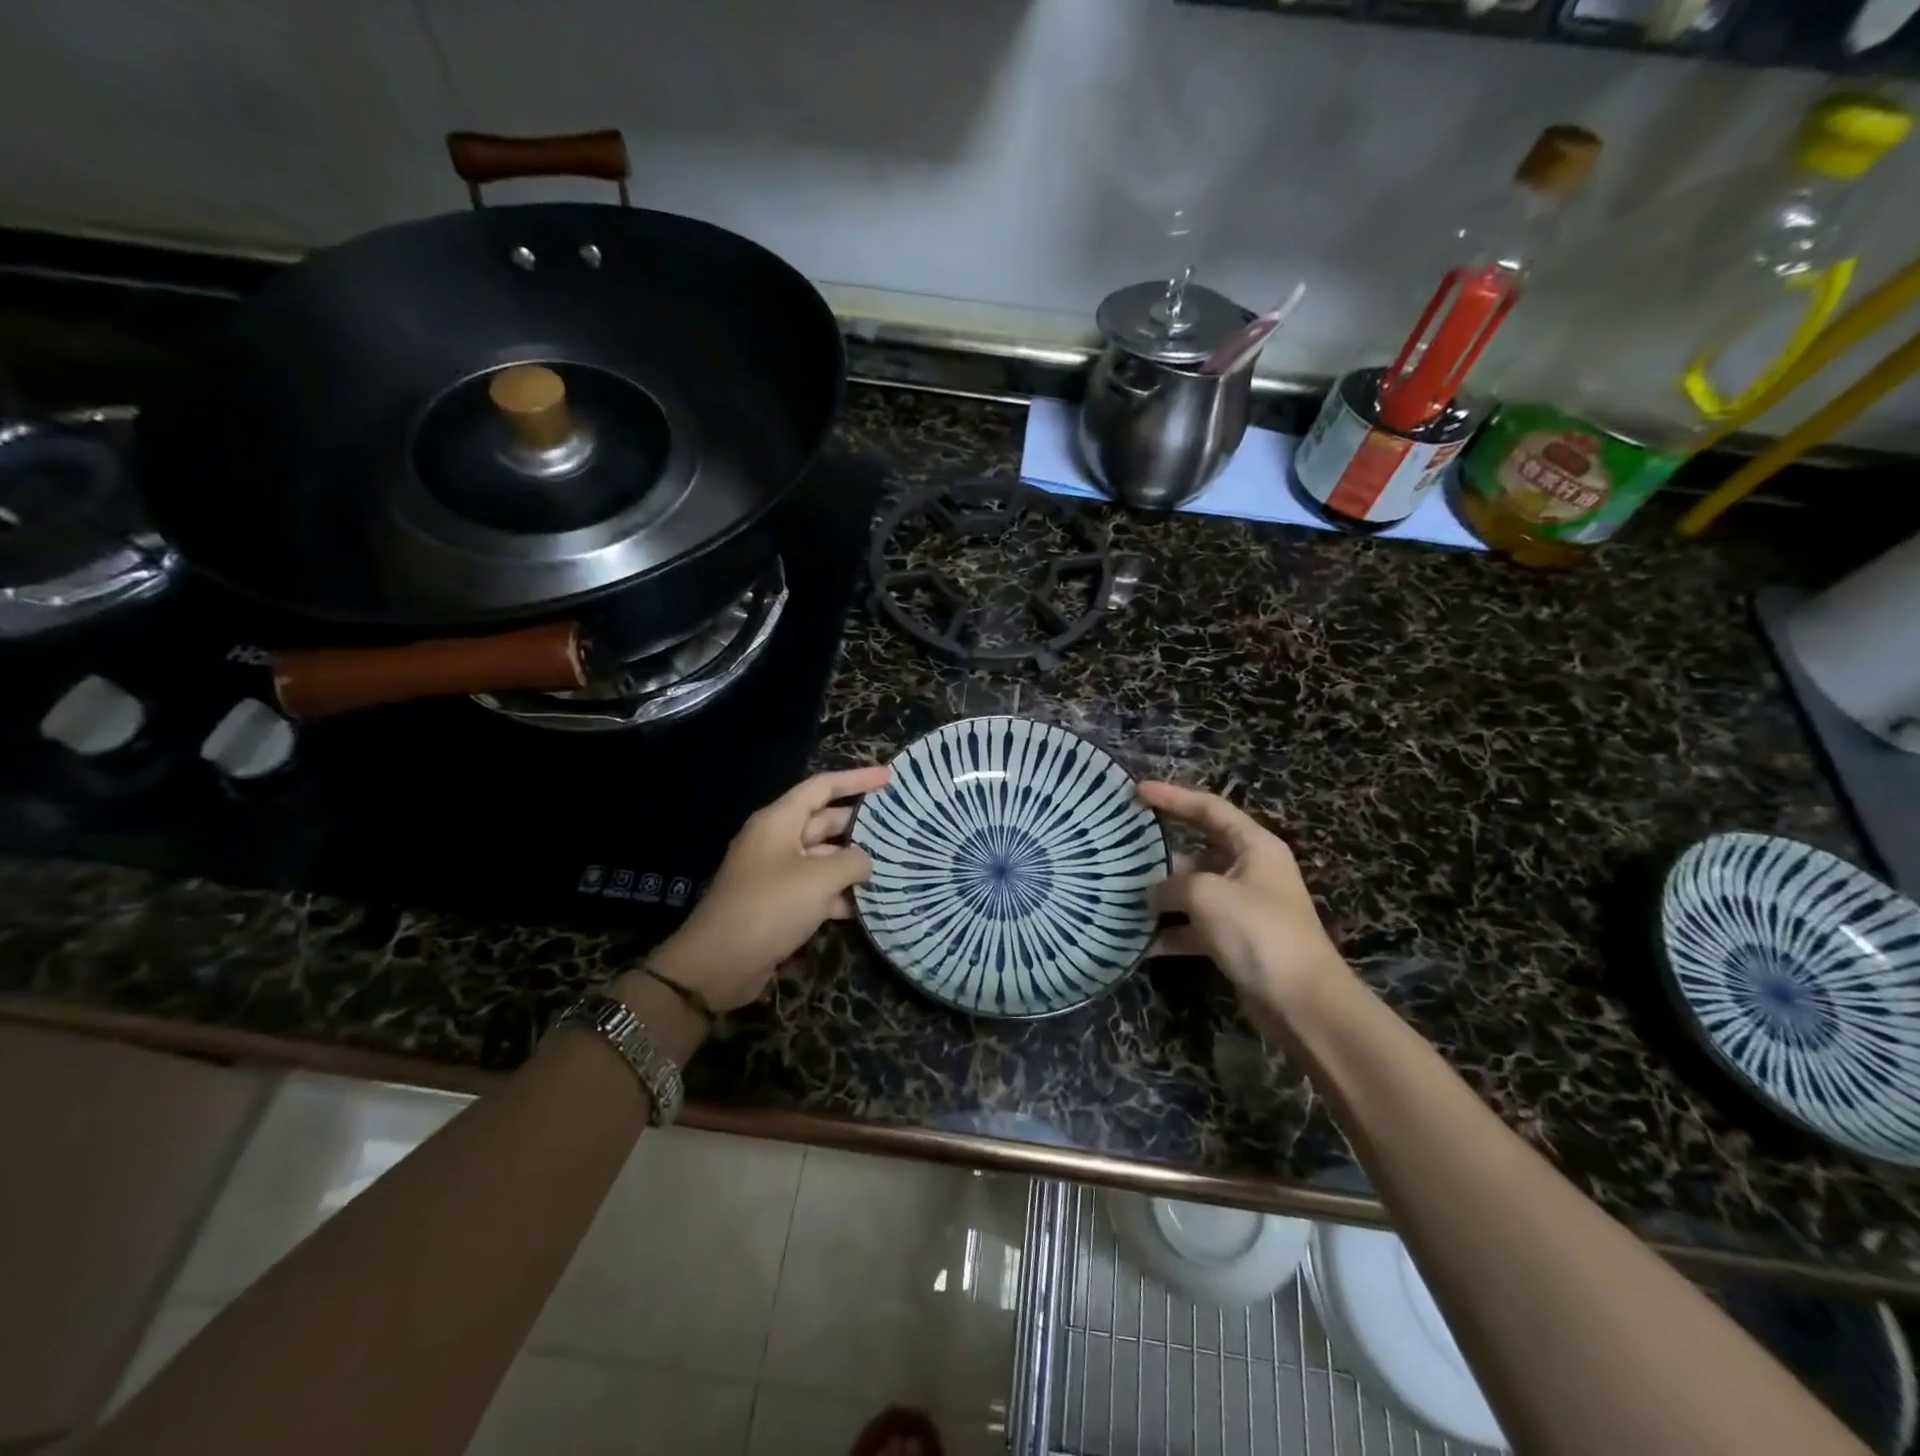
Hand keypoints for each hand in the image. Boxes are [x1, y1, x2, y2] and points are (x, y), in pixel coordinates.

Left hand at [641, 765, 890, 1012]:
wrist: (719, 963)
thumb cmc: (770, 906)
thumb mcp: (820, 878)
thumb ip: (853, 861)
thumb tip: (866, 861)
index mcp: (779, 821)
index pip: (822, 787)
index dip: (857, 779)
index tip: (889, 777)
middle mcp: (777, 841)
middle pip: (825, 821)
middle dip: (860, 824)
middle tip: (899, 826)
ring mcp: (777, 873)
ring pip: (824, 858)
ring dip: (854, 863)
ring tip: (894, 865)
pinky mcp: (780, 904)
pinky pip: (817, 888)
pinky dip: (840, 894)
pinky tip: (870, 905)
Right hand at [1139, 781, 1351, 1017]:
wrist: (1301, 1001)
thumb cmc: (1257, 930)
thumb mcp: (1206, 895)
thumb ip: (1172, 885)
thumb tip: (1151, 894)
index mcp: (1254, 845)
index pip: (1208, 808)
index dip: (1172, 796)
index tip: (1137, 792)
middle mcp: (1250, 870)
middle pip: (1198, 849)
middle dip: (1161, 851)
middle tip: (1123, 846)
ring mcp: (1244, 906)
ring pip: (1193, 891)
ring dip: (1162, 896)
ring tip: (1122, 894)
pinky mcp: (1237, 940)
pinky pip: (1195, 926)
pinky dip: (1171, 932)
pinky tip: (1140, 942)